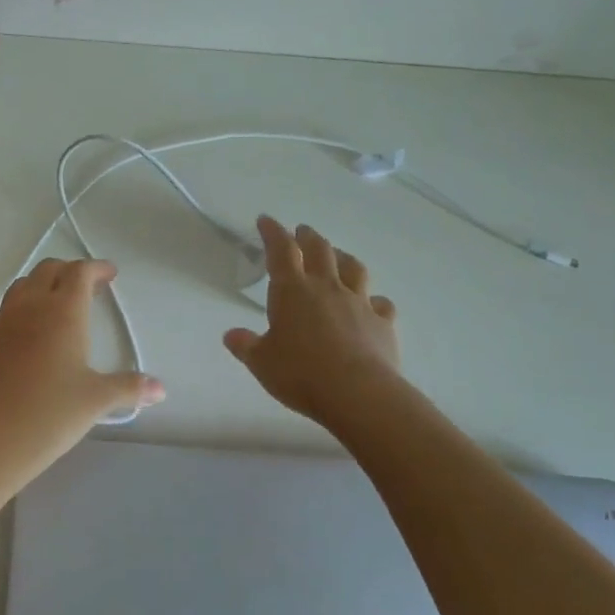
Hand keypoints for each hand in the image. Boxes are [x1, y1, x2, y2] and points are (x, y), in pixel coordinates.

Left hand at [0, 259, 164, 481]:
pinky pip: (2, 312)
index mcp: (62, 311)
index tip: (110, 275)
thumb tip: (160, 389)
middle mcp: (29, 307)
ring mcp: (0, 322)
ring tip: (56, 306)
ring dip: (41, 286)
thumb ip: (129, 388)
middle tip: (87, 289)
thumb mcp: (97, 400)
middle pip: (48, 270)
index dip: (97, 268)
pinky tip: (25, 335)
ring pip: (21, 287)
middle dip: (69, 272)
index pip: (80, 272)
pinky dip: (19, 311)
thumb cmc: (51, 414)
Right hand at [224, 217, 401, 424]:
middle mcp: (327, 288)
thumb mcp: (261, 362)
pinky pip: (380, 304)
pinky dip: (374, 300)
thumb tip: (232, 336)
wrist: (358, 393)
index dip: (273, 232)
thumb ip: (246, 345)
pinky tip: (373, 304)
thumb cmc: (300, 373)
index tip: (266, 220)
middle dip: (308, 237)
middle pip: (320, 250)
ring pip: (353, 269)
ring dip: (343, 258)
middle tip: (302, 232)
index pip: (281, 250)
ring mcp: (358, 303)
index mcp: (292, 291)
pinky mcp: (382, 324)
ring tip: (338, 256)